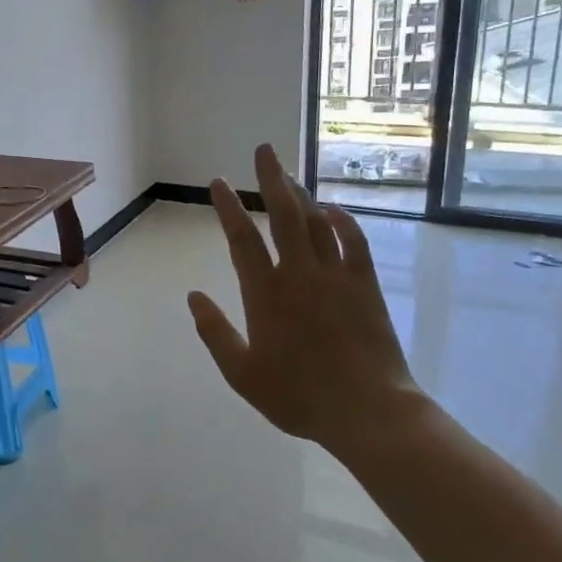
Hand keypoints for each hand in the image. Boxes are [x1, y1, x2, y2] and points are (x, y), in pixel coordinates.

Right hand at [187, 144, 424, 450]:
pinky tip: (333, 209)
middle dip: (271, 179)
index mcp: (266, 295)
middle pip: (284, 215)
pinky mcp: (366, 285)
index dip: (229, 207)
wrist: (368, 411)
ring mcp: (337, 276)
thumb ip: (215, 332)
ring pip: (317, 222)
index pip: (242, 239)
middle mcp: (300, 274)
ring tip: (288, 175)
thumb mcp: (242, 374)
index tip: (219, 183)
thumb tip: (193, 296)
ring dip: (302, 194)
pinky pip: (354, 241)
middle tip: (264, 150)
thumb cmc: (299, 396)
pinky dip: (343, 220)